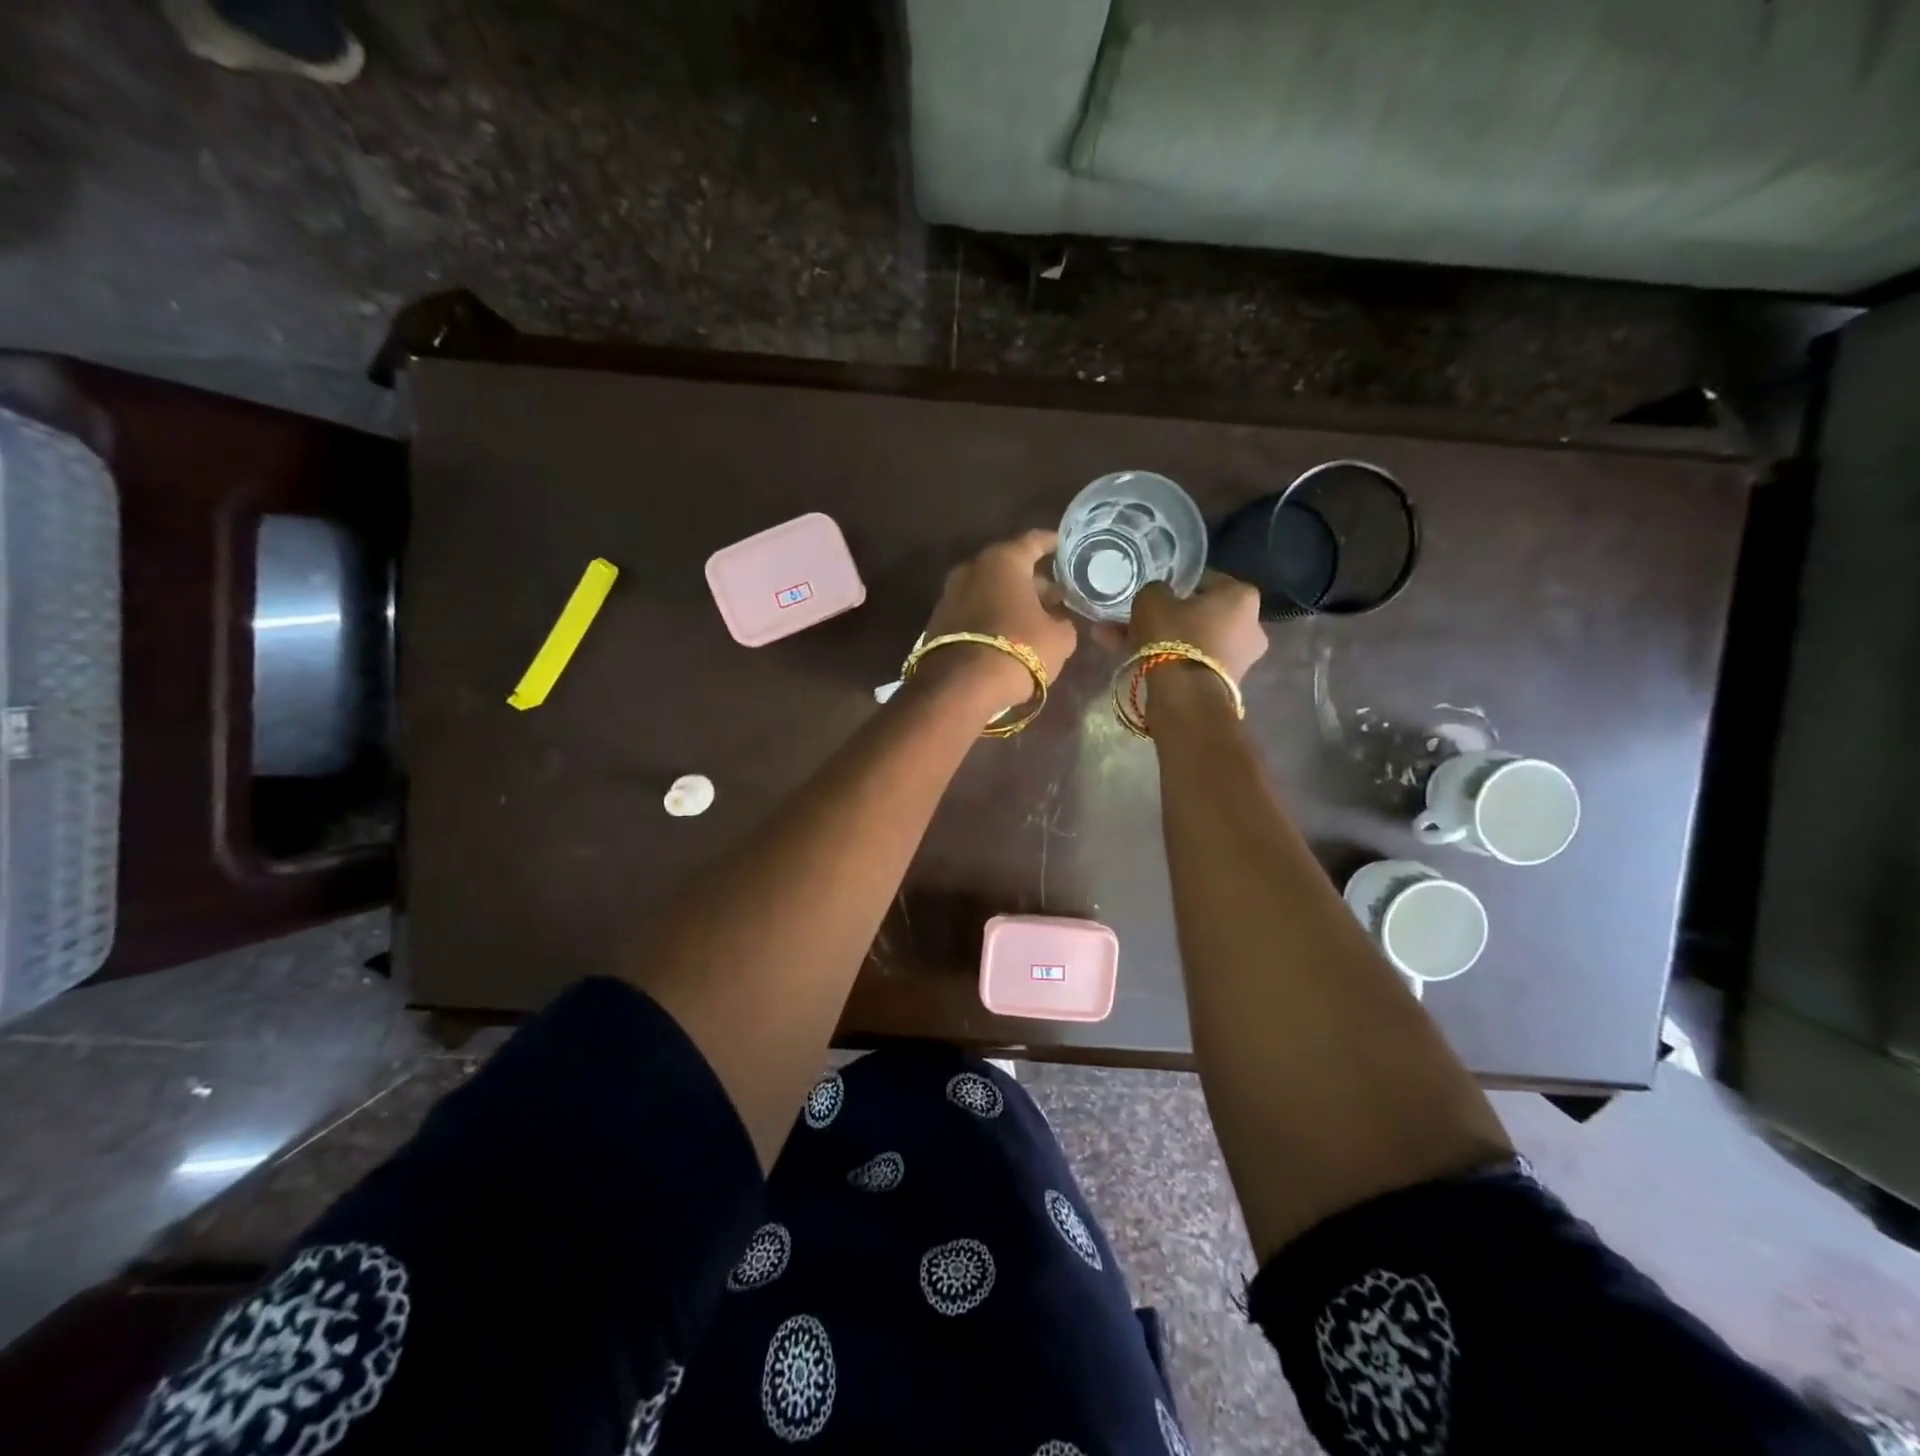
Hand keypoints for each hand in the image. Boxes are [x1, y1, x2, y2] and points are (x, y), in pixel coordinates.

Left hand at [920, 530, 1079, 712]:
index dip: (1053, 544)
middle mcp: (972, 568)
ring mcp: (950, 594)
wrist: (960, 687)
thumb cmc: (1019, 650)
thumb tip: (1057, 618)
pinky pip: (973, 610)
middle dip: (1032, 580)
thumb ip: (1063, 621)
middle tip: (1054, 595)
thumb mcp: (1059, 638)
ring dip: (1009, 600)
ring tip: (1032, 618)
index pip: (1034, 541)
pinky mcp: (938, 621)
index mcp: (1004, 561)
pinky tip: (1006, 633)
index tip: (1064, 547)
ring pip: (989, 589)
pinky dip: (990, 616)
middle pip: (1008, 567)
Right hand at [1125, 573, 1268, 681]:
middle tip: (1135, 620)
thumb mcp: (1152, 600)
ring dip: (1159, 641)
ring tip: (1118, 640)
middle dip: (1166, 618)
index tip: (1154, 595)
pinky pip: (1190, 663)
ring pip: (1190, 641)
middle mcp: (1250, 626)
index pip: (1205, 581)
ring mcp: (1240, 659)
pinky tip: (1129, 658)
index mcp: (1242, 596)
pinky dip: (1166, 660)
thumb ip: (1156, 591)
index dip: (1175, 585)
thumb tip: (1159, 596)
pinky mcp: (1223, 685)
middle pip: (1199, 615)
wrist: (1185, 699)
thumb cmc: (1174, 638)